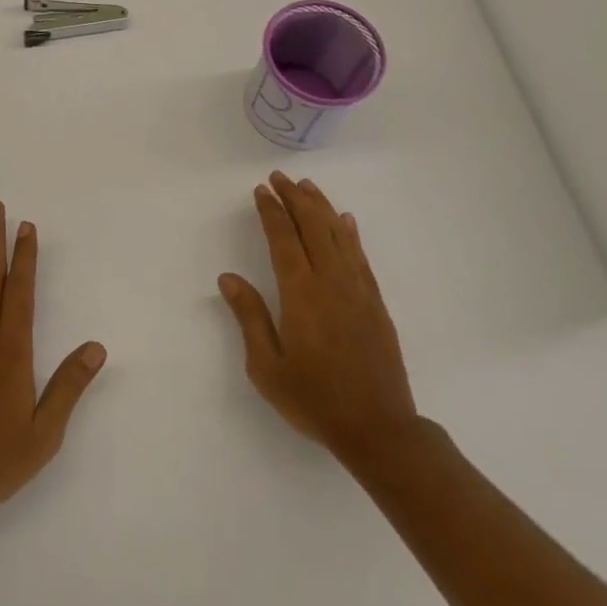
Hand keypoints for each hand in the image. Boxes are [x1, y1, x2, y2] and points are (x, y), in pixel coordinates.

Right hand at [218, 172, 418, 459]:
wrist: (378, 428)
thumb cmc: (314, 399)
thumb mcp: (267, 366)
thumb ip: (249, 317)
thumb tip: (229, 278)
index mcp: (301, 294)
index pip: (284, 240)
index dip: (272, 212)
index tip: (261, 190)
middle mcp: (331, 282)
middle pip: (313, 227)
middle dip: (295, 198)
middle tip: (280, 177)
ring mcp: (358, 290)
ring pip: (339, 235)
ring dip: (321, 207)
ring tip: (307, 186)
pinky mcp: (375, 302)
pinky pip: (360, 256)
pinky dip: (350, 233)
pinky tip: (345, 220)